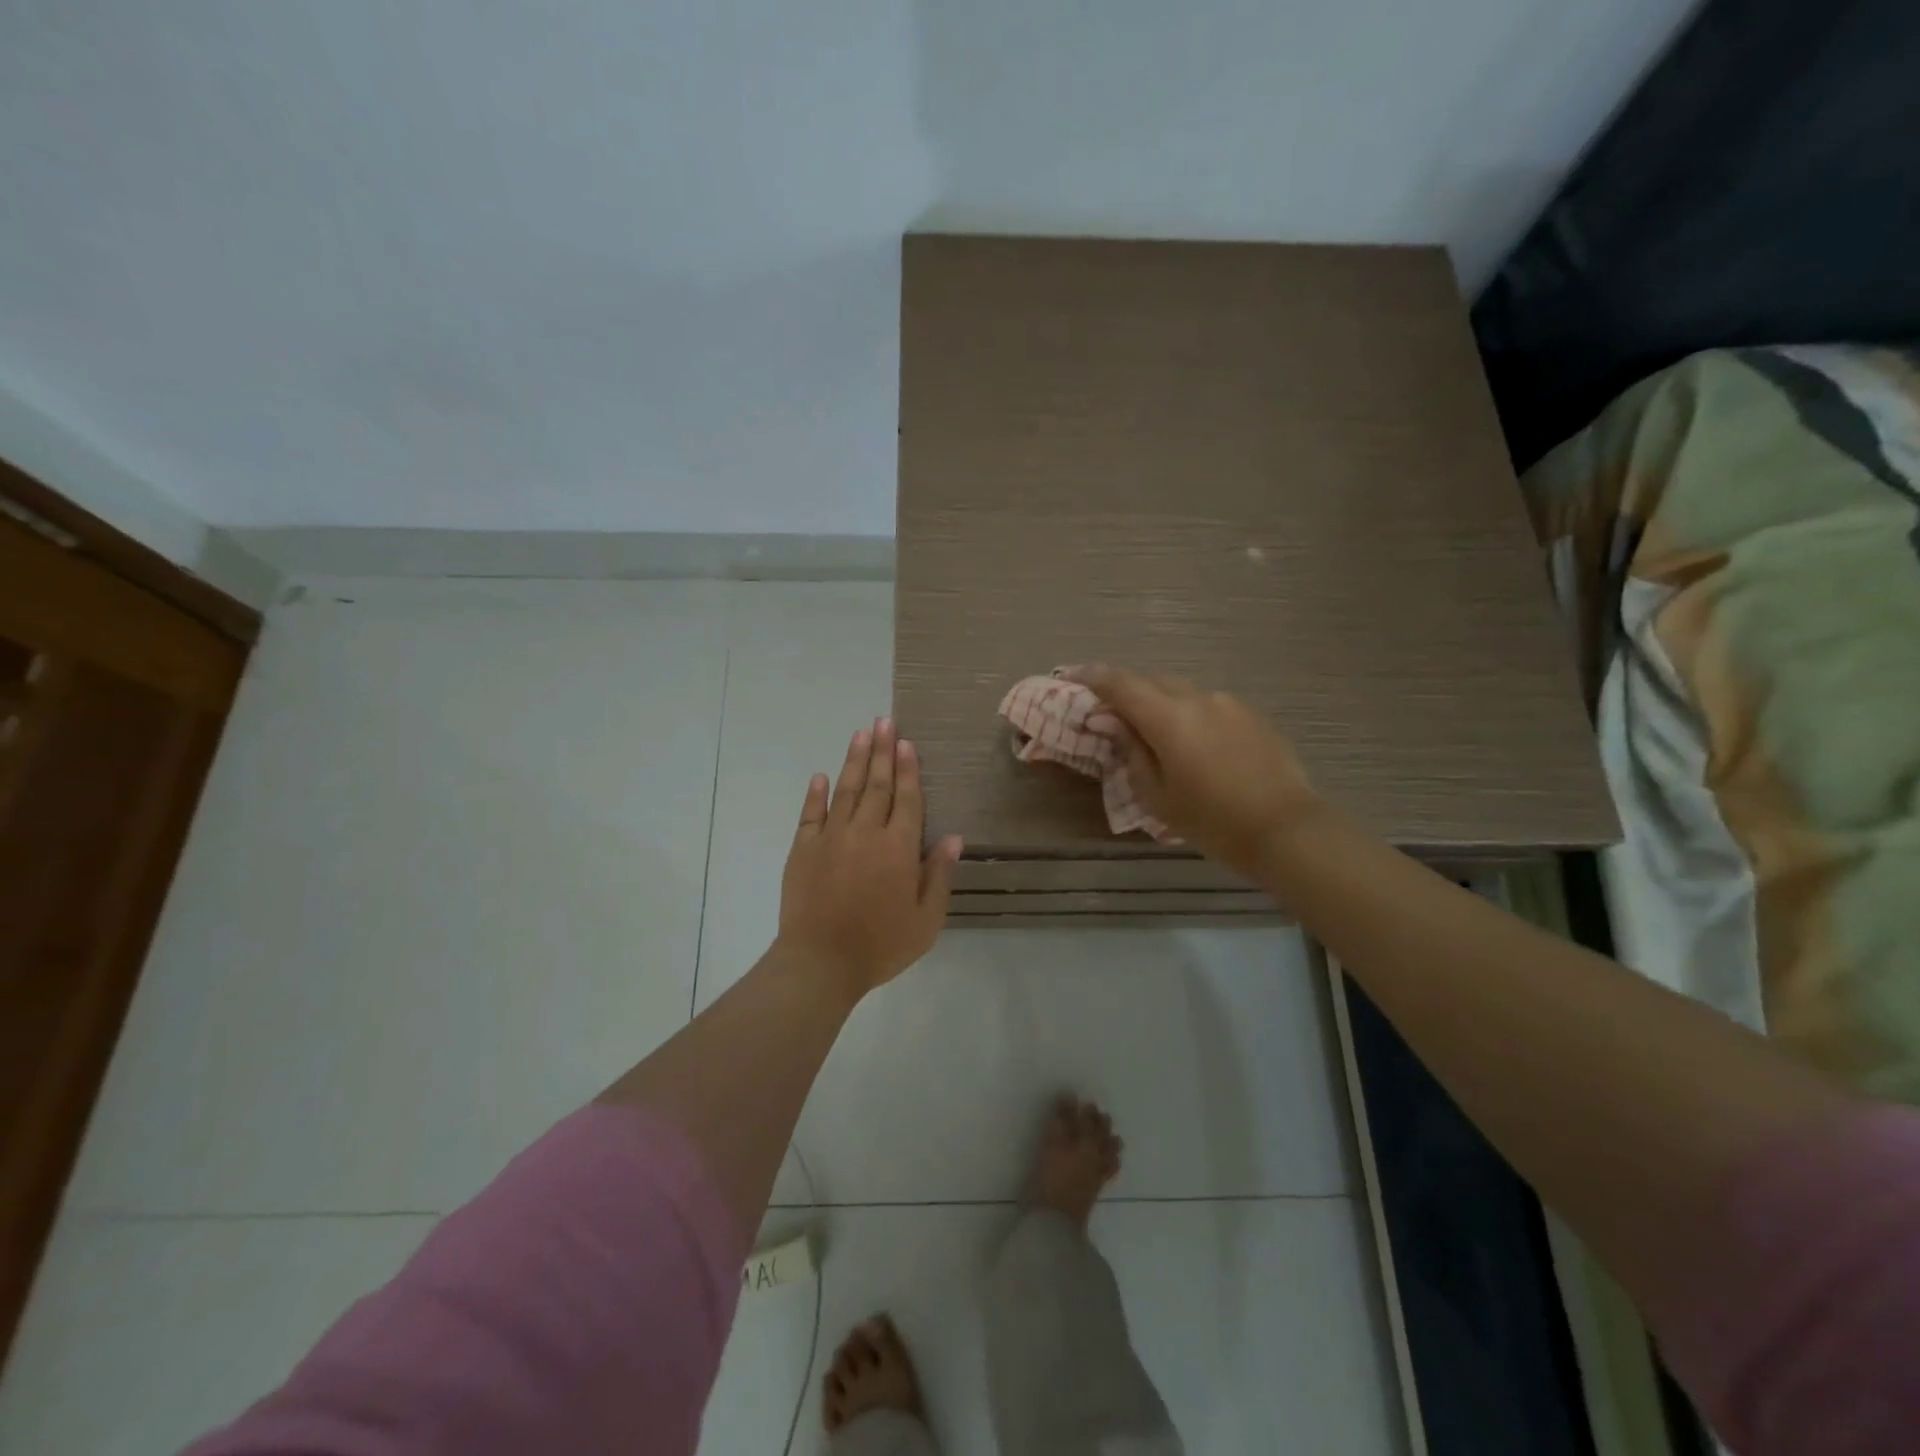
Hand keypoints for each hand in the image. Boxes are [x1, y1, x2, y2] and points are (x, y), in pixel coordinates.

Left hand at [777, 717, 961, 1001]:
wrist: (820, 962)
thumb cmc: (880, 945)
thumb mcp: (926, 920)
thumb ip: (939, 875)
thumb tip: (954, 838)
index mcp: (899, 847)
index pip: (907, 798)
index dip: (908, 769)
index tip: (906, 742)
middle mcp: (866, 832)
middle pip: (877, 784)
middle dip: (883, 751)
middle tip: (884, 721)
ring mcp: (831, 837)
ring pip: (845, 790)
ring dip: (854, 760)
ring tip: (861, 734)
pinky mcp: (803, 849)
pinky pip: (810, 814)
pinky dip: (816, 793)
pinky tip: (821, 776)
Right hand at [1071, 666, 1319, 879]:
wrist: (1288, 830)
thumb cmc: (1213, 821)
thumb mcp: (1157, 795)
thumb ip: (1130, 751)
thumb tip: (1109, 721)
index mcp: (1169, 717)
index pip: (1120, 684)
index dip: (1093, 676)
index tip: (1072, 676)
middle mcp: (1199, 699)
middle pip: (1151, 682)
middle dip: (1127, 692)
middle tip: (1110, 713)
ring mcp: (1230, 704)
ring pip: (1182, 693)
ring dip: (1160, 704)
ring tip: (1154, 733)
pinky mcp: (1252, 716)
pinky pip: (1209, 706)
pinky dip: (1189, 715)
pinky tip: (1194, 745)